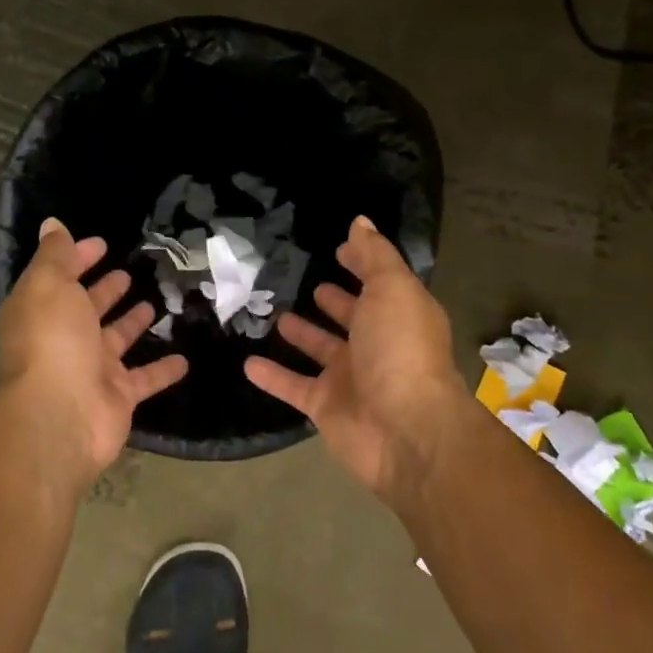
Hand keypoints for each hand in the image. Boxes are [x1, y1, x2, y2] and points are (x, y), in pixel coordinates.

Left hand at [0, 217, 187, 493]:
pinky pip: (146, 378)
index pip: (60, 277)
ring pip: (117, 340)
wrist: (61, 416)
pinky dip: (164, 369)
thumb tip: (52, 225)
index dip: (78, 258)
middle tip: (129, 273)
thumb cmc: (53, 341)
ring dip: (132, 323)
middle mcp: (64, 339)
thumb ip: (55, 255)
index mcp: (43, 311)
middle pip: (87, 309)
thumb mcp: (49, 286)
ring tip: (155, 303)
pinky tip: (185, 357)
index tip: (102, 244)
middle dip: (104, 290)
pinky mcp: (118, 396)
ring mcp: (91, 369)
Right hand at [244, 216, 467, 503]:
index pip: (378, 284)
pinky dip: (272, 375)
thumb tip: (360, 221)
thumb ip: (374, 256)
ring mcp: (350, 378)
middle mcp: (376, 345)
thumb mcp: (392, 290)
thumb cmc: (400, 350)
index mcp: (398, 315)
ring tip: (276, 314)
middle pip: (352, 318)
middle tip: (307, 283)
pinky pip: (292, 385)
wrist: (405, 431)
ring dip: (302, 334)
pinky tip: (247, 361)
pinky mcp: (325, 406)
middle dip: (334, 301)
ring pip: (320, 350)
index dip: (361, 265)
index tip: (337, 249)